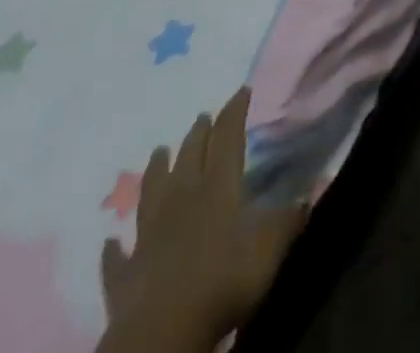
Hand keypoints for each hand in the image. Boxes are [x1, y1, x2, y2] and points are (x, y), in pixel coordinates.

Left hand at [97, 86, 306, 352]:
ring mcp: (149, 232)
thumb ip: (287, 222)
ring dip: (157, 169)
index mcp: (216, 187)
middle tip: (204, 116)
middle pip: (189, 155)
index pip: (227, 137)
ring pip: (152, 189)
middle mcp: (181, 198)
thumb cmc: (221, 282)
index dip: (235, 112)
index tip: (242, 90)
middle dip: (199, 133)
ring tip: (160, 151)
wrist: (162, 331)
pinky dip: (116, 247)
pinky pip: (118, 255)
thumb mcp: (267, 251)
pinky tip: (111, 241)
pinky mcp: (127, 270)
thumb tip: (307, 196)